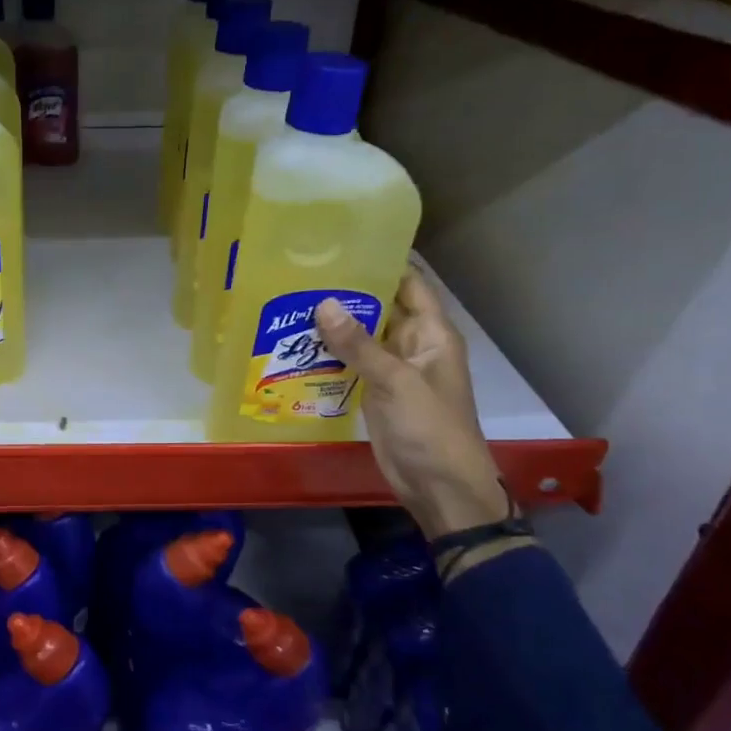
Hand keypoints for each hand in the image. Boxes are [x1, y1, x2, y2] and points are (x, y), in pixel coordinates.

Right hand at [315, 269, 509, 540]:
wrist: (439, 485)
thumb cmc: (430, 427)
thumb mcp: (395, 381)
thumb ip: (359, 344)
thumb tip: (323, 303)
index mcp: (431, 334)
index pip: (409, 284)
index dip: (383, 262)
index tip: (343, 244)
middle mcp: (412, 345)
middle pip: (380, 307)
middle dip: (347, 292)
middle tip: (302, 273)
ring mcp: (392, 370)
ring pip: (362, 337)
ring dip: (333, 325)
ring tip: (290, 302)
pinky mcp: (375, 392)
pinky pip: (351, 364)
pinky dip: (329, 355)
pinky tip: (297, 345)